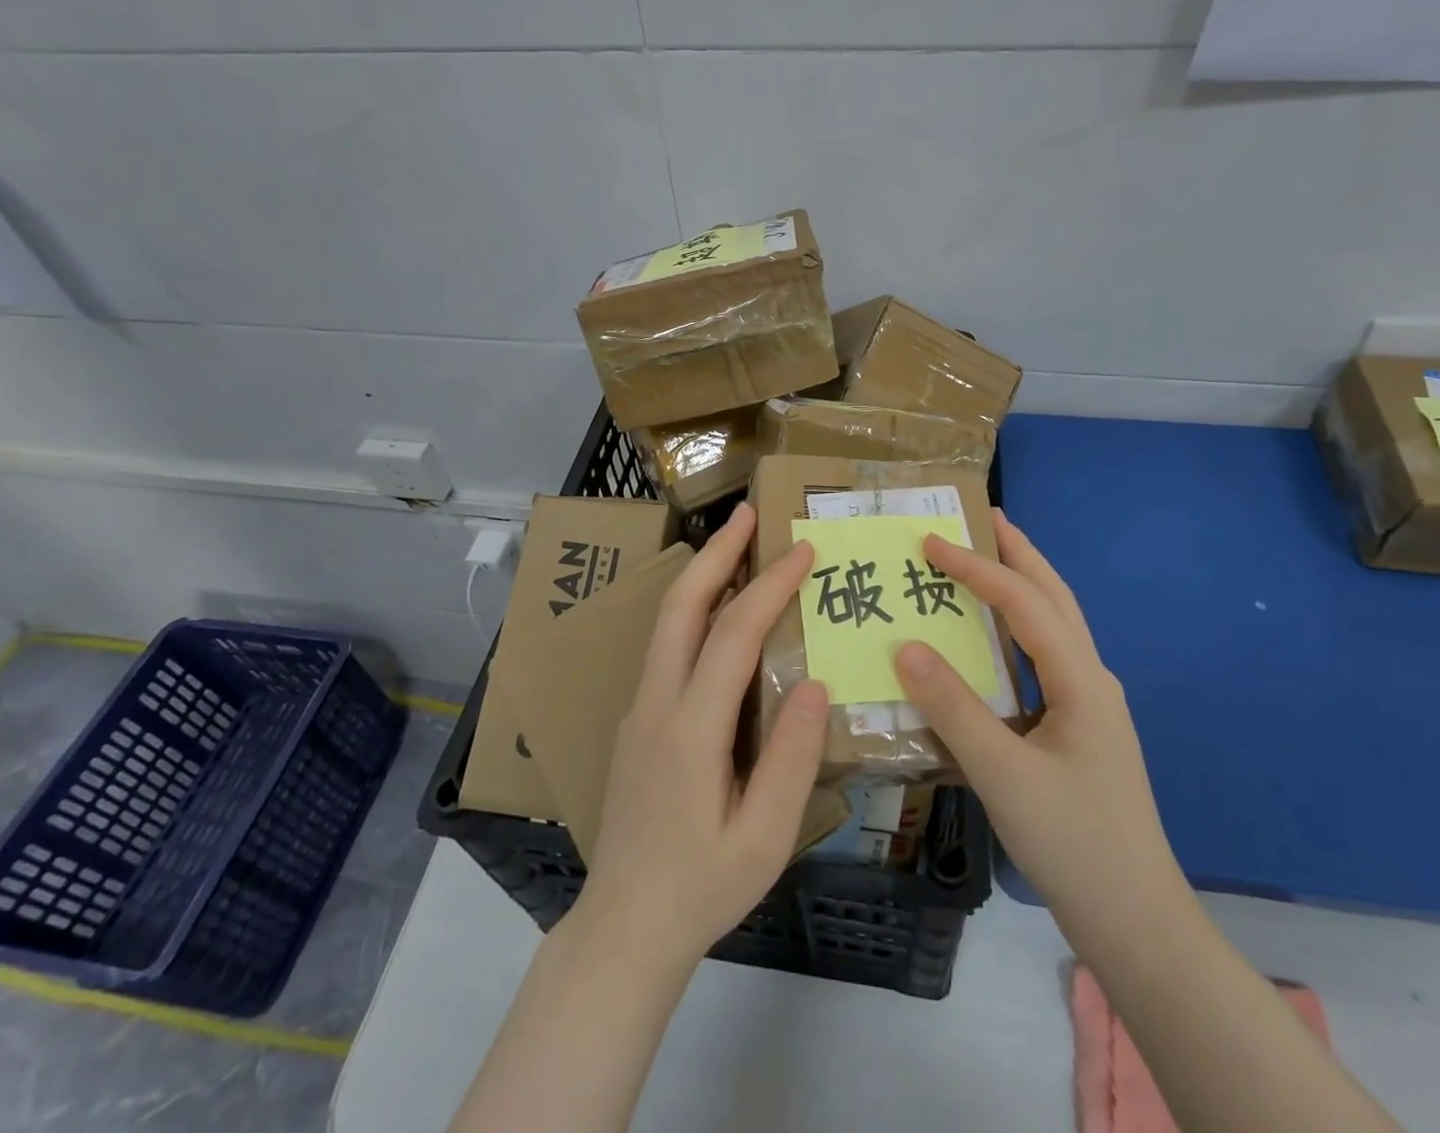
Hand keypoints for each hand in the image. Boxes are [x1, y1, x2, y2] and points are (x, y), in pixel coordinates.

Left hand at [575, 502, 828, 970]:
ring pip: (668, 621)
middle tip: (748, 513)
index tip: (803, 550)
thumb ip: (792, 759)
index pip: (733, 635)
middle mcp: (656, 704)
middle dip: (717, 552)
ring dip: (702, 574)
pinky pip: (667, 646)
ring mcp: (640, 708)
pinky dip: (695, 609)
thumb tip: (815, 682)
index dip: (770, 586)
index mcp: (690, 730)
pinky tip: (720, 609)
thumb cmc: (703, 887)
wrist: (624, 926)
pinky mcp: (638, 719)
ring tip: (736, 543)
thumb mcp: (764, 838)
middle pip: (682, 607)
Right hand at [894, 511, 1187, 943]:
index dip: (977, 567)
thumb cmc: (1074, 843)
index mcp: (1081, 679)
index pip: (1024, 603)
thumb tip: (905, 646)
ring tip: (986, 558)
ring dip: (1022, 585)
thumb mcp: (1004, 775)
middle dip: (1019, 553)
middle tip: (983, 517)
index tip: (931, 542)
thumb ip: (953, 708)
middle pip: (1055, 596)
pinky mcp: (1078, 728)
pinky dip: (1017, 628)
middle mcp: (1090, 679)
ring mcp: (1088, 704)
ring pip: (1054, 625)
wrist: (1136, 922)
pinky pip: (1044, 658)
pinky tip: (992, 639)